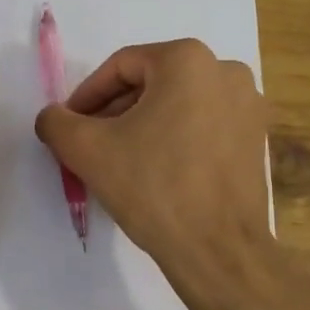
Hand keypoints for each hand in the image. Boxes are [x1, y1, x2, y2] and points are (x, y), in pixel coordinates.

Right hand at [34, 39, 271, 292]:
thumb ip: (56, 122)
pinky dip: (175, 139)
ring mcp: (248, 106)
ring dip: (143, 126)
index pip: (121, 67)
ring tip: (120, 160)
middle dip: (115, 112)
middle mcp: (225, 71)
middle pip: (151, 83)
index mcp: (188, 60)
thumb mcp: (87, 149)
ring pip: (178, 105)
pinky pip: (203, 126)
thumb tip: (52, 117)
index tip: (71, 126)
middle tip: (91, 144)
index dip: (87, 96)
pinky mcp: (256, 139)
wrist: (218, 249)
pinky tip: (155, 172)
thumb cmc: (153, 187)